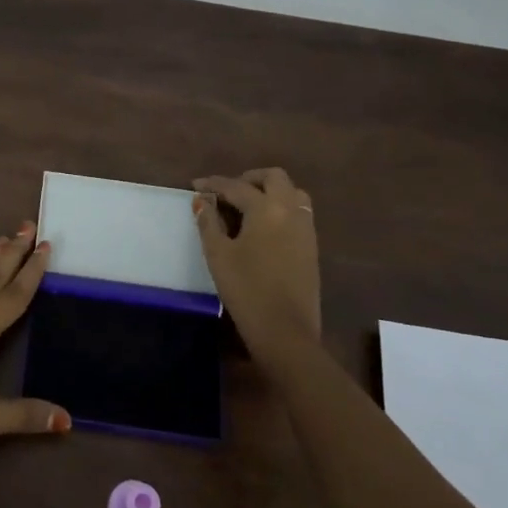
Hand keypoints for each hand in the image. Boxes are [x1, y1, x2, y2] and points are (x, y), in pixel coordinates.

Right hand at [193, 168, 321, 362]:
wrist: (285, 330)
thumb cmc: (246, 289)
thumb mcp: (218, 254)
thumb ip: (209, 222)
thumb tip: (203, 200)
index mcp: (266, 209)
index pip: (236, 186)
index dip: (213, 184)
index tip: (195, 184)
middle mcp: (290, 210)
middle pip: (274, 178)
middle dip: (249, 178)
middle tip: (228, 191)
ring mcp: (306, 228)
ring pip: (293, 192)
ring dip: (270, 190)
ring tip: (248, 205)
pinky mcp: (311, 246)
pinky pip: (299, 211)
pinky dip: (281, 207)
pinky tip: (264, 225)